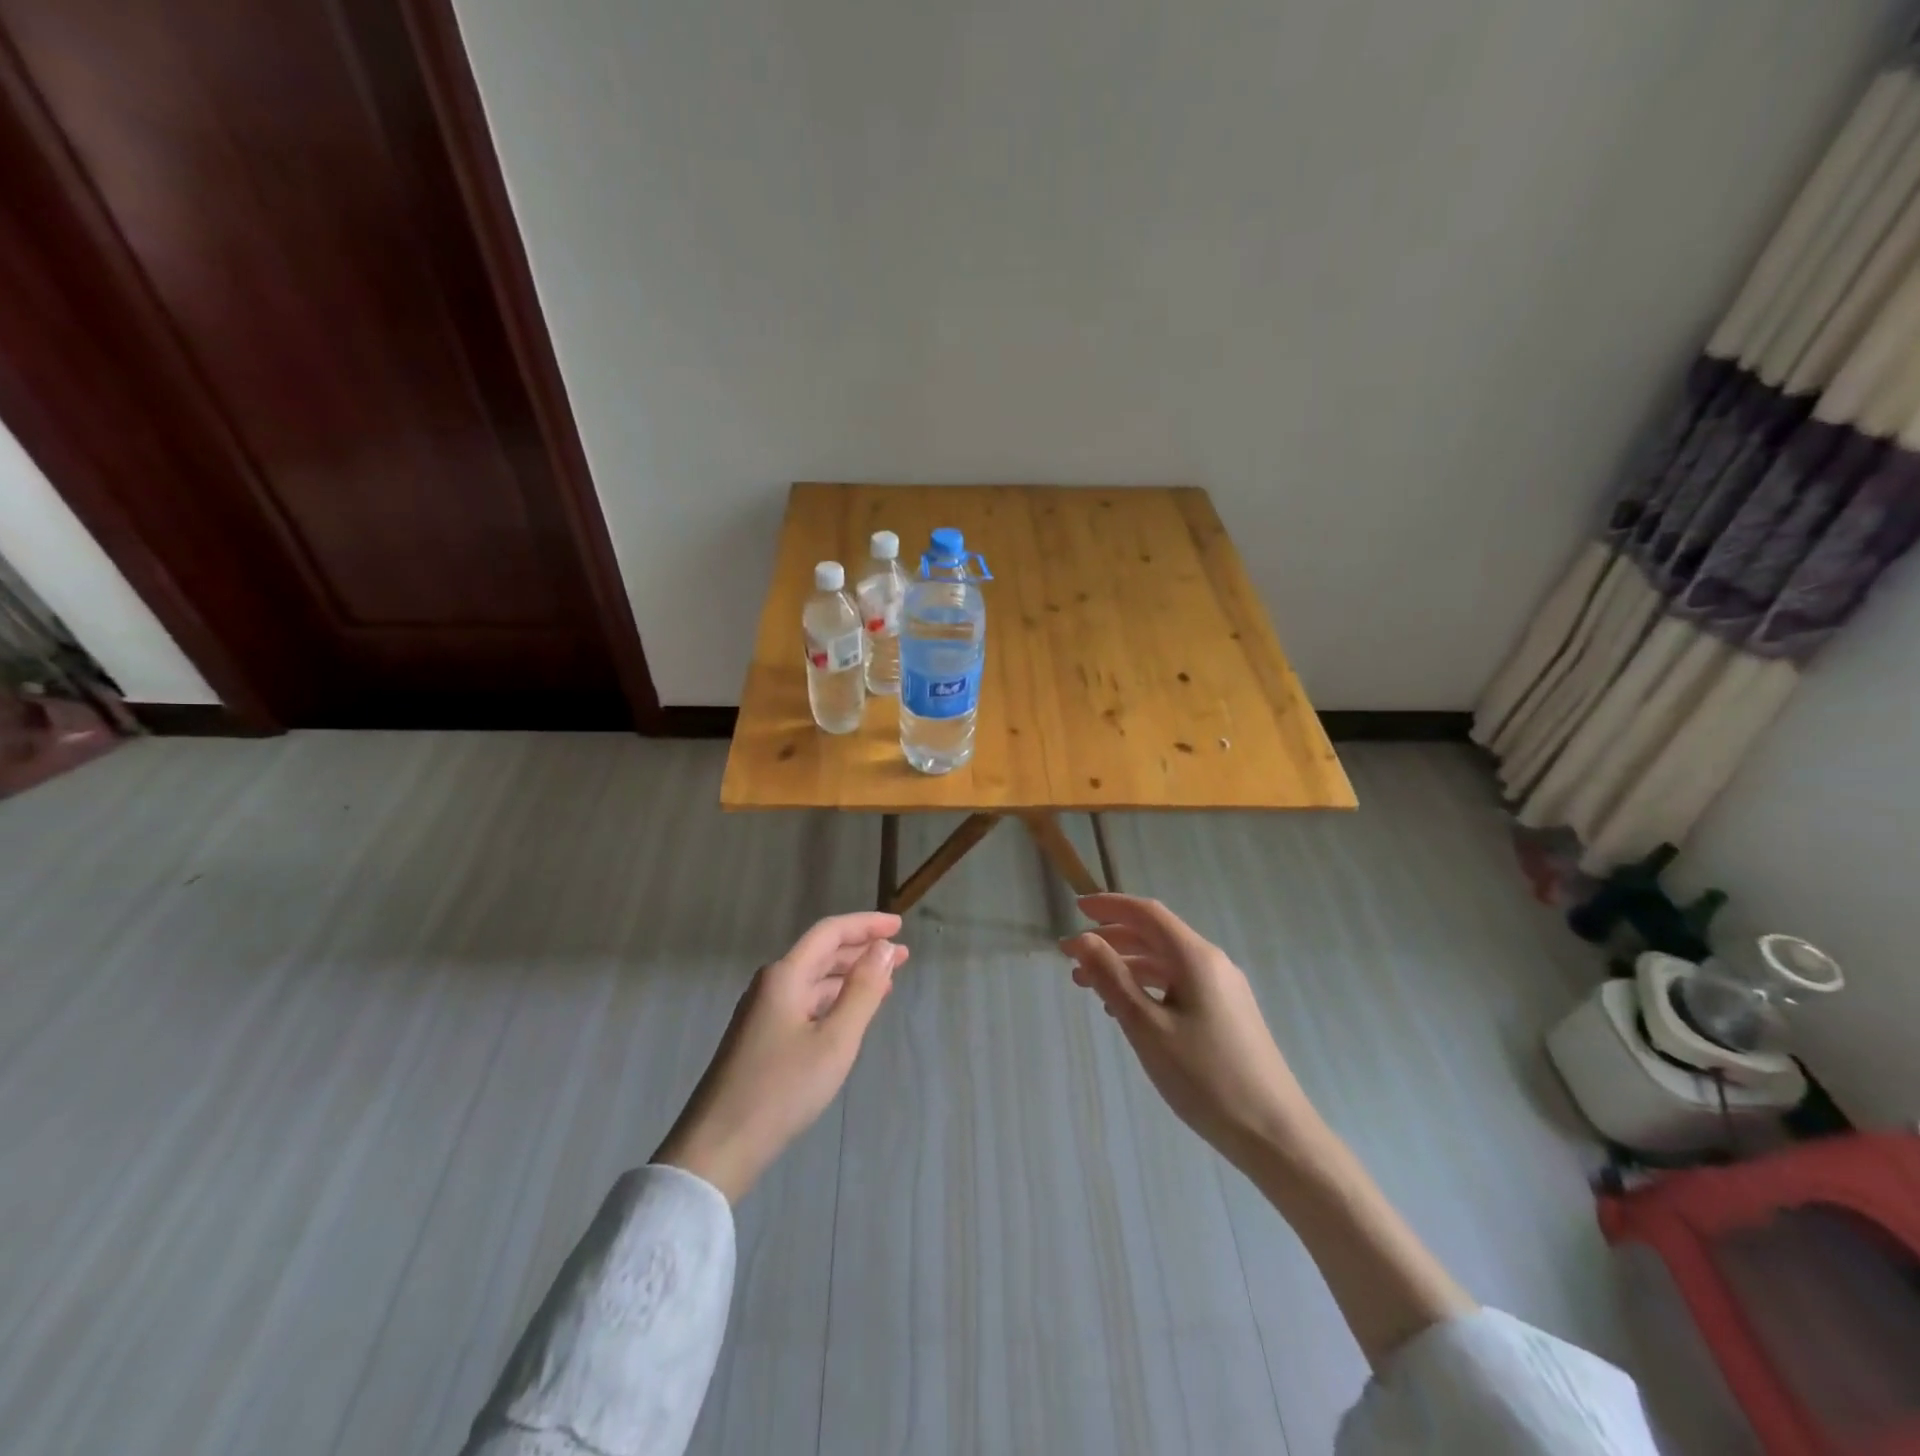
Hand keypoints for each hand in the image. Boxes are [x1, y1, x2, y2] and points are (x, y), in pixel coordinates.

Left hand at [654, 911, 907, 1202]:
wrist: (717, 1147)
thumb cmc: (781, 1089)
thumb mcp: (834, 1040)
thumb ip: (863, 990)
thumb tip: (884, 947)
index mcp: (785, 976)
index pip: (830, 932)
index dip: (866, 925)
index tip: (899, 926)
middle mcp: (771, 985)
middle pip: (821, 953)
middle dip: (862, 950)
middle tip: (901, 956)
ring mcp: (762, 1012)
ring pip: (813, 981)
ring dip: (849, 977)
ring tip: (885, 984)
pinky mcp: (760, 1038)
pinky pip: (804, 1004)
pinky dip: (833, 1001)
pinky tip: (849, 1015)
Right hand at [1062, 894, 1325, 1171]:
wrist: (1275, 1134)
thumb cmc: (1205, 1077)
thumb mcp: (1147, 1027)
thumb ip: (1112, 978)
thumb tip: (1083, 939)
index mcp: (1196, 957)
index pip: (1147, 913)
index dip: (1109, 906)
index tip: (1076, 909)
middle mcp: (1212, 963)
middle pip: (1155, 935)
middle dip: (1111, 939)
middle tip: (1072, 957)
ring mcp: (1224, 989)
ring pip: (1165, 962)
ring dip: (1125, 966)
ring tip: (1089, 986)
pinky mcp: (1227, 1014)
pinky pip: (1179, 985)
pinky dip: (1147, 987)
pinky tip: (1126, 1011)